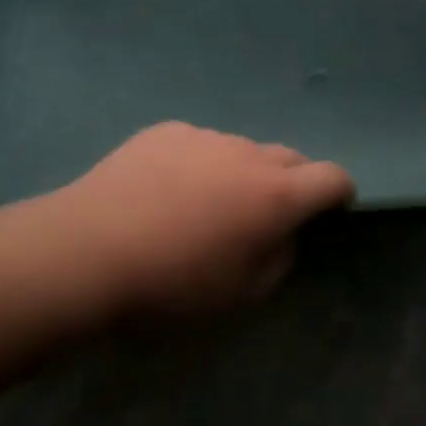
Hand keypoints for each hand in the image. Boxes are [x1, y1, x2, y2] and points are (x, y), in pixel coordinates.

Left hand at [51, 122, 355, 317]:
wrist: (87, 251)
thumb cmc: (171, 285)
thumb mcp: (240, 294)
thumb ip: (278, 259)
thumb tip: (281, 234)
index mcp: (275, 195)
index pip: (332, 177)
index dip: (339, 193)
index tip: (331, 210)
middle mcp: (247, 154)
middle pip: (290, 157)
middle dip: (291, 183)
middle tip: (264, 215)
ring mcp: (204, 137)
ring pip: (241, 150)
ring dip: (241, 172)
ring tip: (205, 204)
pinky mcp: (165, 131)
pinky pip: (199, 144)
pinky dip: (199, 163)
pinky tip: (165, 190)